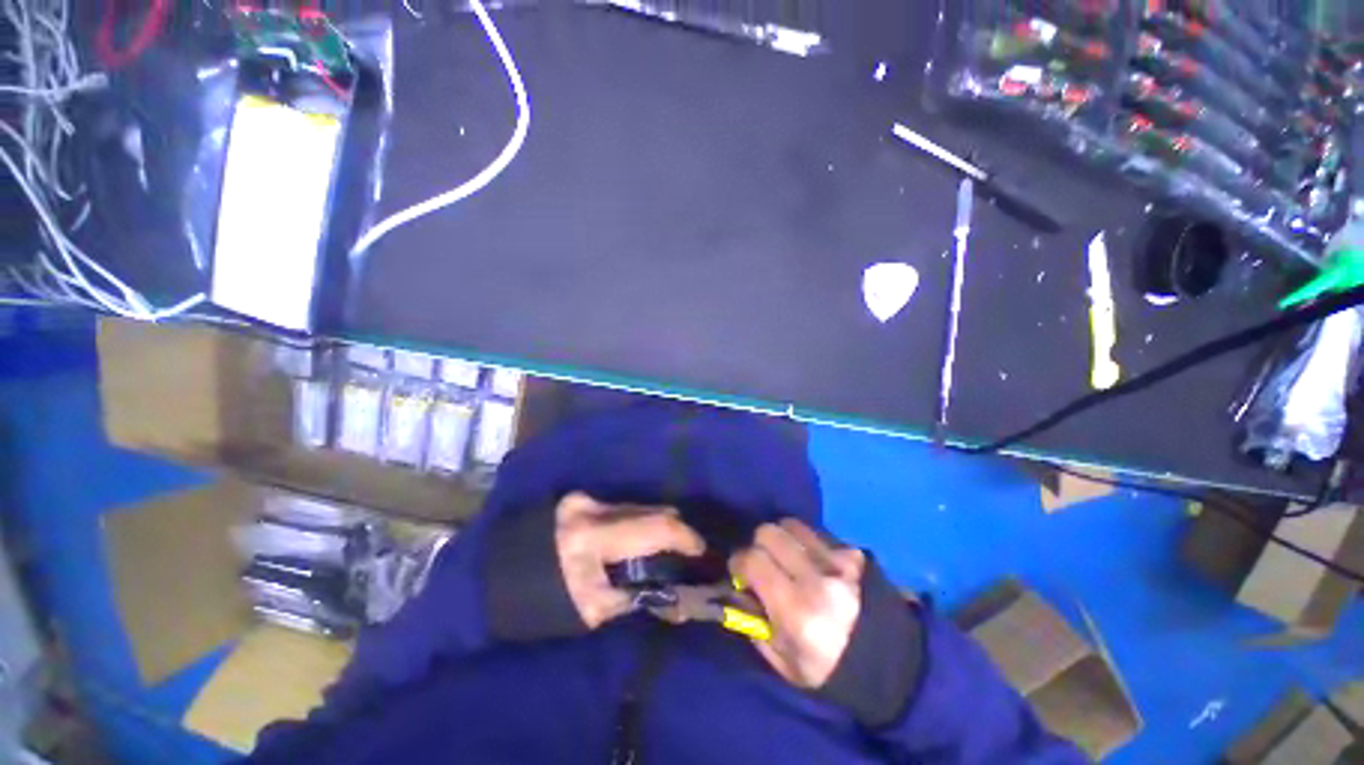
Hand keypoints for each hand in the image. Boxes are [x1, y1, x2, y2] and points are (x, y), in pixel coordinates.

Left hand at [555, 493, 704, 628]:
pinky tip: (637, 538)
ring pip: (636, 506)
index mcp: (592, 537)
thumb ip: (637, 596)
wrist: (497, 577)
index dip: (685, 537)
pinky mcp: (579, 498)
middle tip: (689, 549)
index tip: (703, 551)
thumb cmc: (542, 603)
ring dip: (654, 524)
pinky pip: (620, 507)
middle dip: (674, 529)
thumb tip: (677, 596)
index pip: (654, 527)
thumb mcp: (593, 610)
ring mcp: (583, 498)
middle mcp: (591, 507)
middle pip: (649, 510)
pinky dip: (635, 521)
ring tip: (666, 545)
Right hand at [730, 518, 864, 688]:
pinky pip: (815, 531)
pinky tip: (810, 560)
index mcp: (798, 610)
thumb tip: (737, 589)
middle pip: (768, 532)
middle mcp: (817, 577)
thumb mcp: (786, 664)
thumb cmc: (833, 672)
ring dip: (780, 538)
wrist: (896, 666)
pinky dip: (803, 540)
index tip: (738, 573)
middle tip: (762, 564)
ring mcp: (839, 559)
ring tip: (786, 558)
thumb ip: (754, 623)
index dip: (738, 562)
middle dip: (757, 545)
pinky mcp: (853, 551)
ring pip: (790, 524)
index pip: (753, 560)